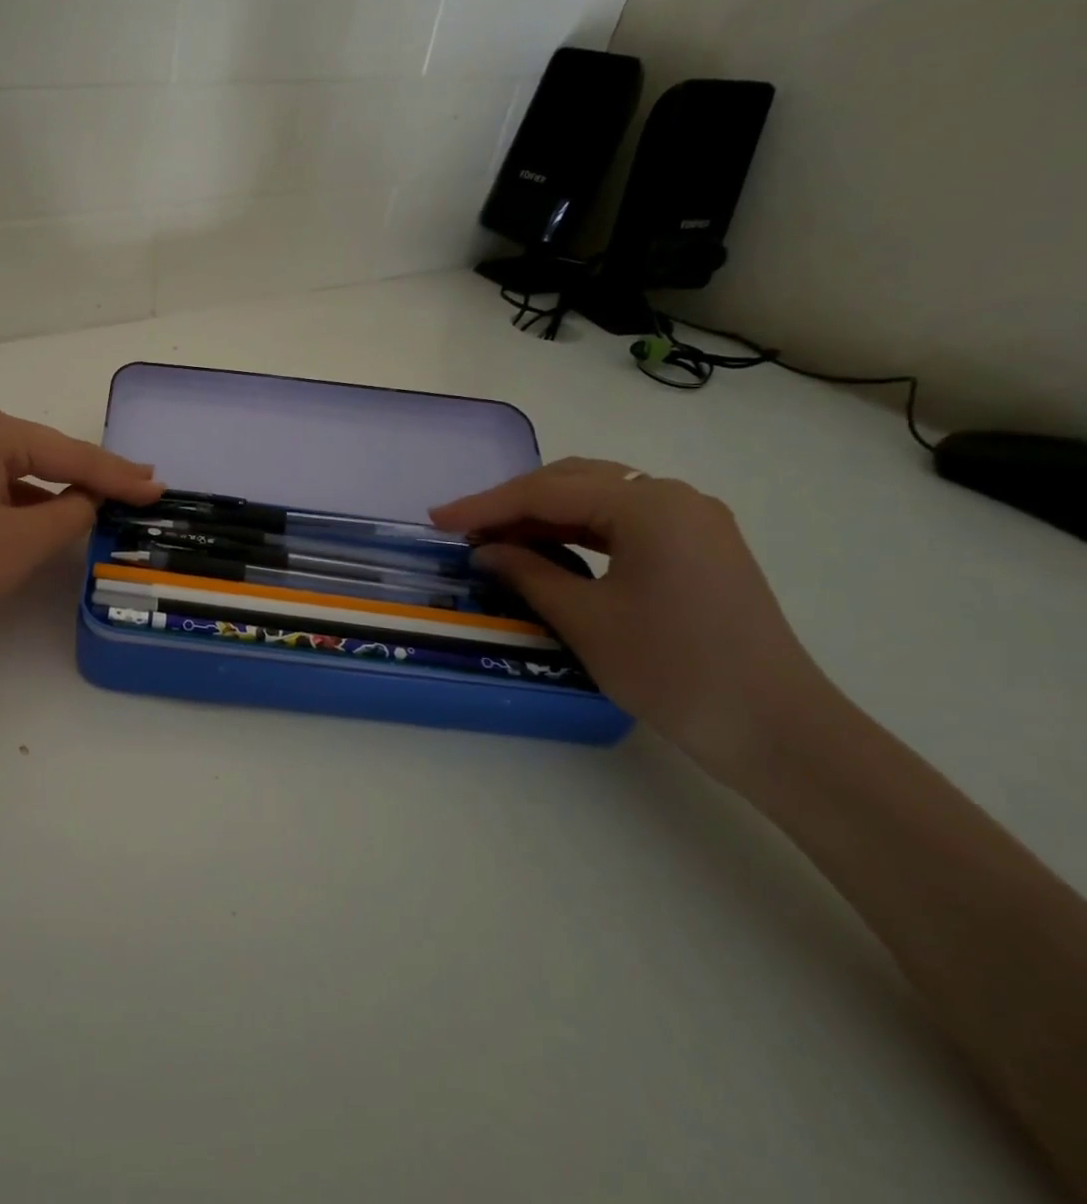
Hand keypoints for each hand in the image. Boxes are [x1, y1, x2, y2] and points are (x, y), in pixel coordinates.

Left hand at [0, 404, 162, 644]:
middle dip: (90, 478)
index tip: (160, 486)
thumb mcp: (19, 544)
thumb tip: (87, 500)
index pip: (69, 455)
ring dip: (56, 492)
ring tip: (104, 506)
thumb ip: (69, 515)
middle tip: (140, 490)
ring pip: (19, 471)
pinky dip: (23, 503)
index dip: (118, 476)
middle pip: (44, 455)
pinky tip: (49, 518)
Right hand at [431, 458, 830, 776]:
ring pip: (599, 499)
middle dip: (514, 503)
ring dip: (544, 515)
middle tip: (464, 528)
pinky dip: (578, 532)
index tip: (436, 519)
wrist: (777, 730)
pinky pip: (623, 523)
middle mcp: (674, 498)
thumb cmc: (672, 669)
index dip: (485, 505)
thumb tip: (485, 550)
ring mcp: (693, 522)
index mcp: (649, 504)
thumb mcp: (584, 619)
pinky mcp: (699, 549)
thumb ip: (526, 572)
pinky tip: (547, 548)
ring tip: (496, 538)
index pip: (547, 491)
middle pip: (574, 482)